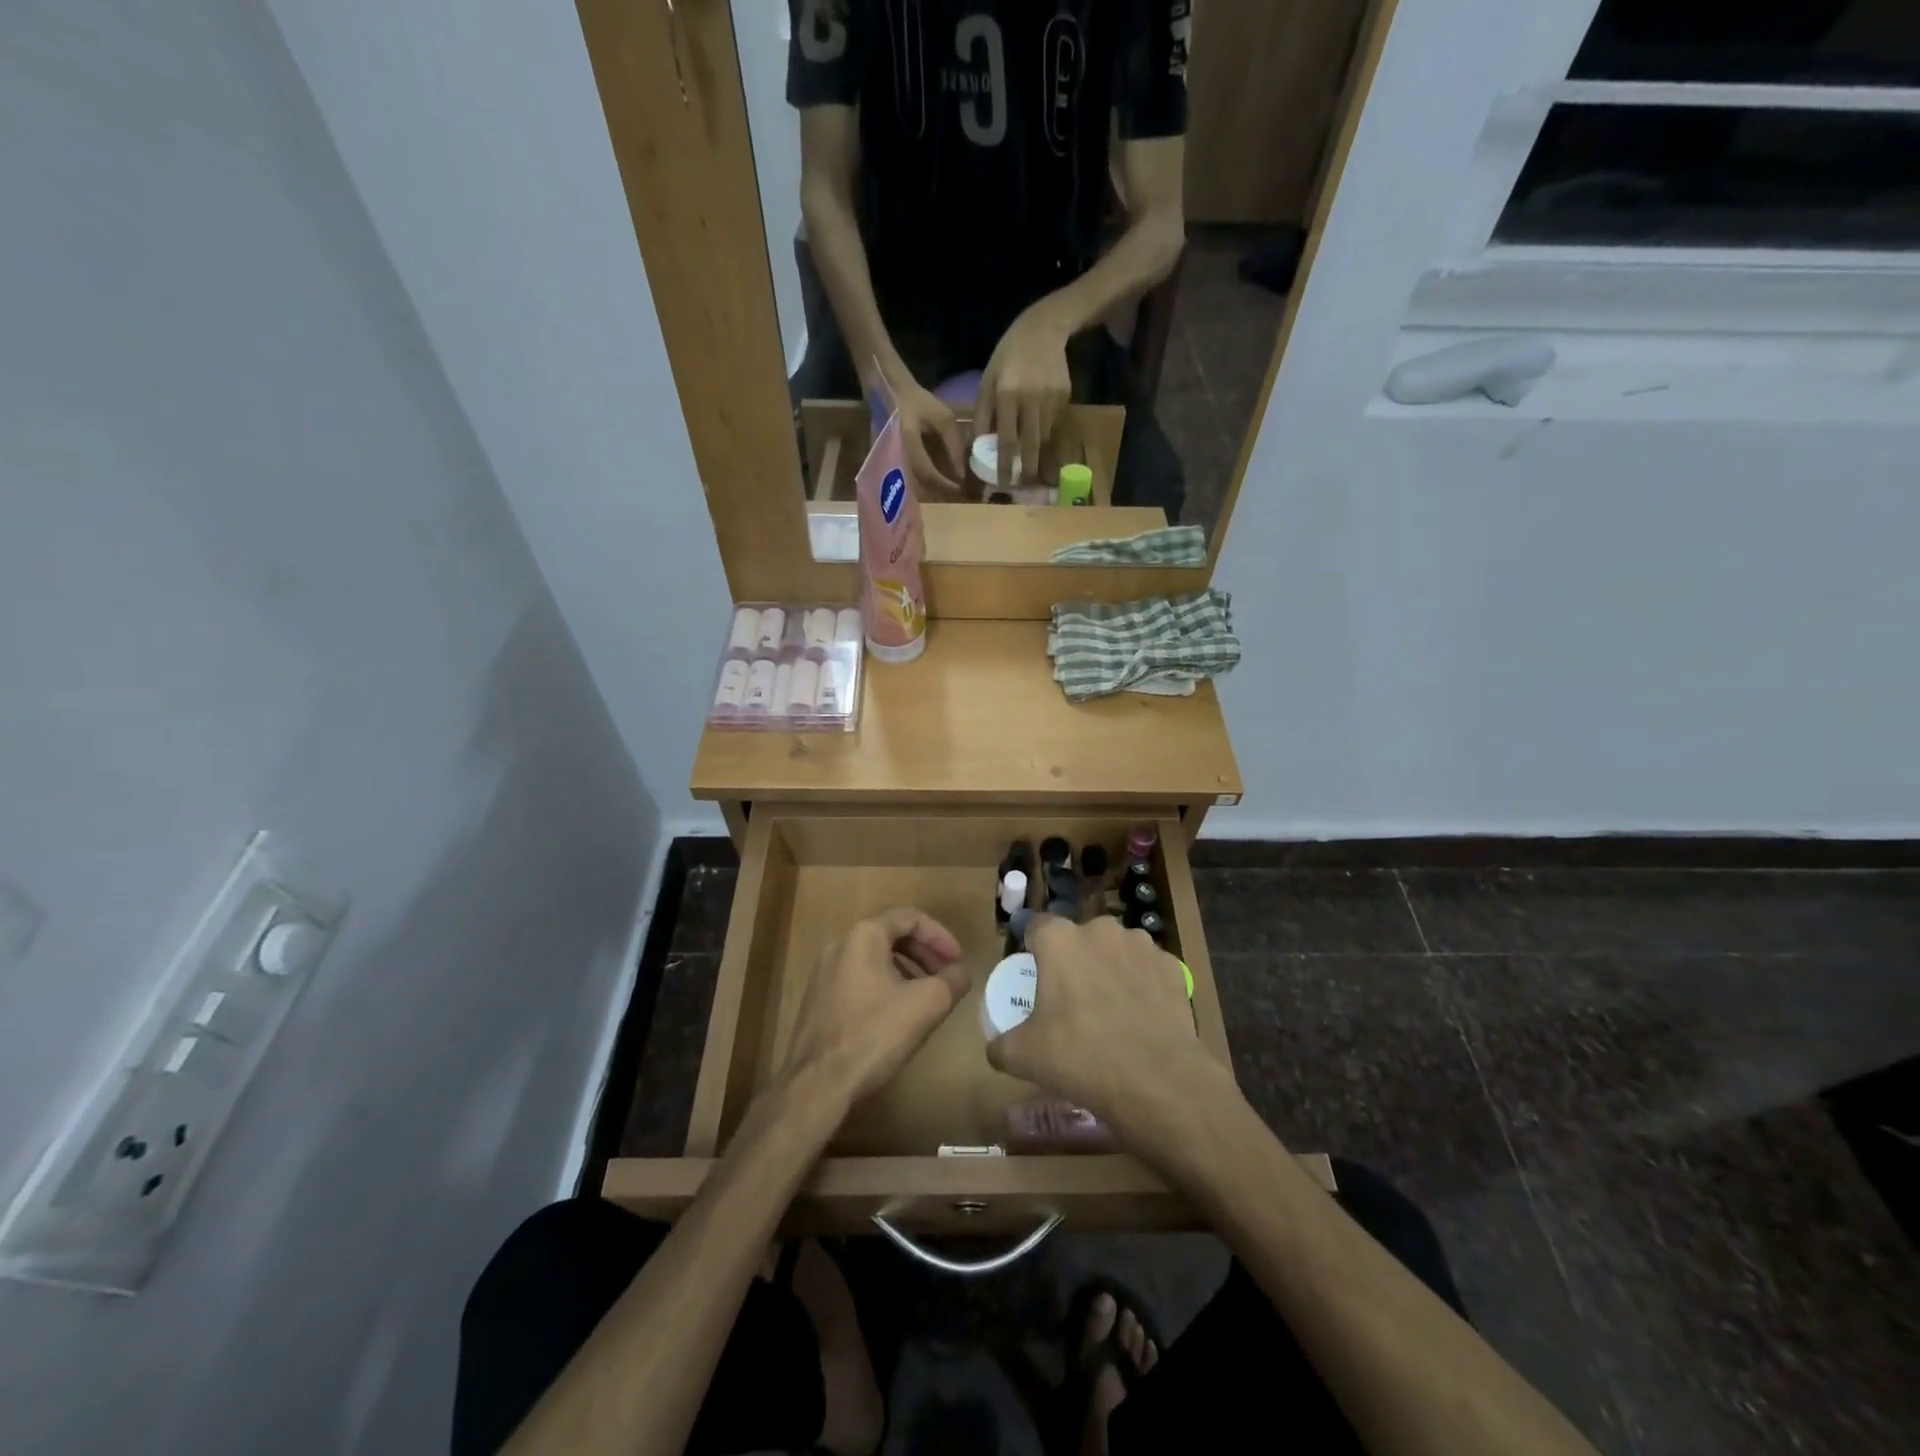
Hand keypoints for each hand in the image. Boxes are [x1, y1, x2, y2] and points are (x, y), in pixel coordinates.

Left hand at [782, 908, 969, 1107]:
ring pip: (874, 960)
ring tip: (926, 999)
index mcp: (863, 936)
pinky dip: (884, 987)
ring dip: (906, 972)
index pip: (910, 918)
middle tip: (946, 977)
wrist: (816, 1085)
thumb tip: (959, 973)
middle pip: (891, 936)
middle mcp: (839, 945)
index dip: (941, 936)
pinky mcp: (817, 1000)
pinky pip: (858, 981)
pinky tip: (896, 1018)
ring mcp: (823, 974)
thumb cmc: (874, 1035)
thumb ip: (953, 980)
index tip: (958, 962)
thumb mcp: (928, 1004)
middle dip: (924, 954)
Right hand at [893, 384, 968, 501]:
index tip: (958, 487)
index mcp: (908, 440)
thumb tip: (961, 475)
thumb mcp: (944, 418)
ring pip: (911, 485)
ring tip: (946, 487)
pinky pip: (908, 478)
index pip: (926, 471)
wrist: (891, 394)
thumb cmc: (920, 403)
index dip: (943, 483)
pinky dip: (923, 482)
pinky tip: (934, 480)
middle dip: (937, 491)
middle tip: (954, 491)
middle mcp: (896, 453)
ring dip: (930, 489)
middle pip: (917, 484)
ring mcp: (891, 459)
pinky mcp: (890, 462)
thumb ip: (954, 445)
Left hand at [976, 305, 1072, 489]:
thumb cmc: (1007, 358)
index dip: (1005, 465)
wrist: (1042, 330)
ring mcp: (1051, 398)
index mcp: (1007, 395)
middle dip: (1027, 469)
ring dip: (1038, 454)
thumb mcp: (987, 382)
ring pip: (1045, 437)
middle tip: (1023, 486)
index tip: (1002, 483)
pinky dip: (1047, 434)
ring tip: (1032, 468)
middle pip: (1031, 445)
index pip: (1007, 440)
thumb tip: (979, 446)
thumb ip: (983, 415)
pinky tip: (1040, 436)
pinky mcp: (1065, 397)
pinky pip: (1054, 424)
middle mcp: (1031, 399)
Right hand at [985, 917, 1225, 1141]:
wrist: (1156, 1080)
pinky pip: (1146, 969)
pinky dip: (1141, 984)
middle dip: (1073, 960)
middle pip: (1078, 938)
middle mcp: (1099, 929)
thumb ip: (1000, 1044)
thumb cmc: (1080, 1057)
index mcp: (1059, 939)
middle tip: (1071, 1000)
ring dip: (1109, 969)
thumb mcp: (1022, 1056)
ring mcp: (1140, 944)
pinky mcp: (1172, 965)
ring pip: (1115, 950)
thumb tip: (995, 1047)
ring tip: (1110, 1010)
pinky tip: (1140, 1016)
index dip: (1032, 950)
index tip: (1034, 978)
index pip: (1036, 927)